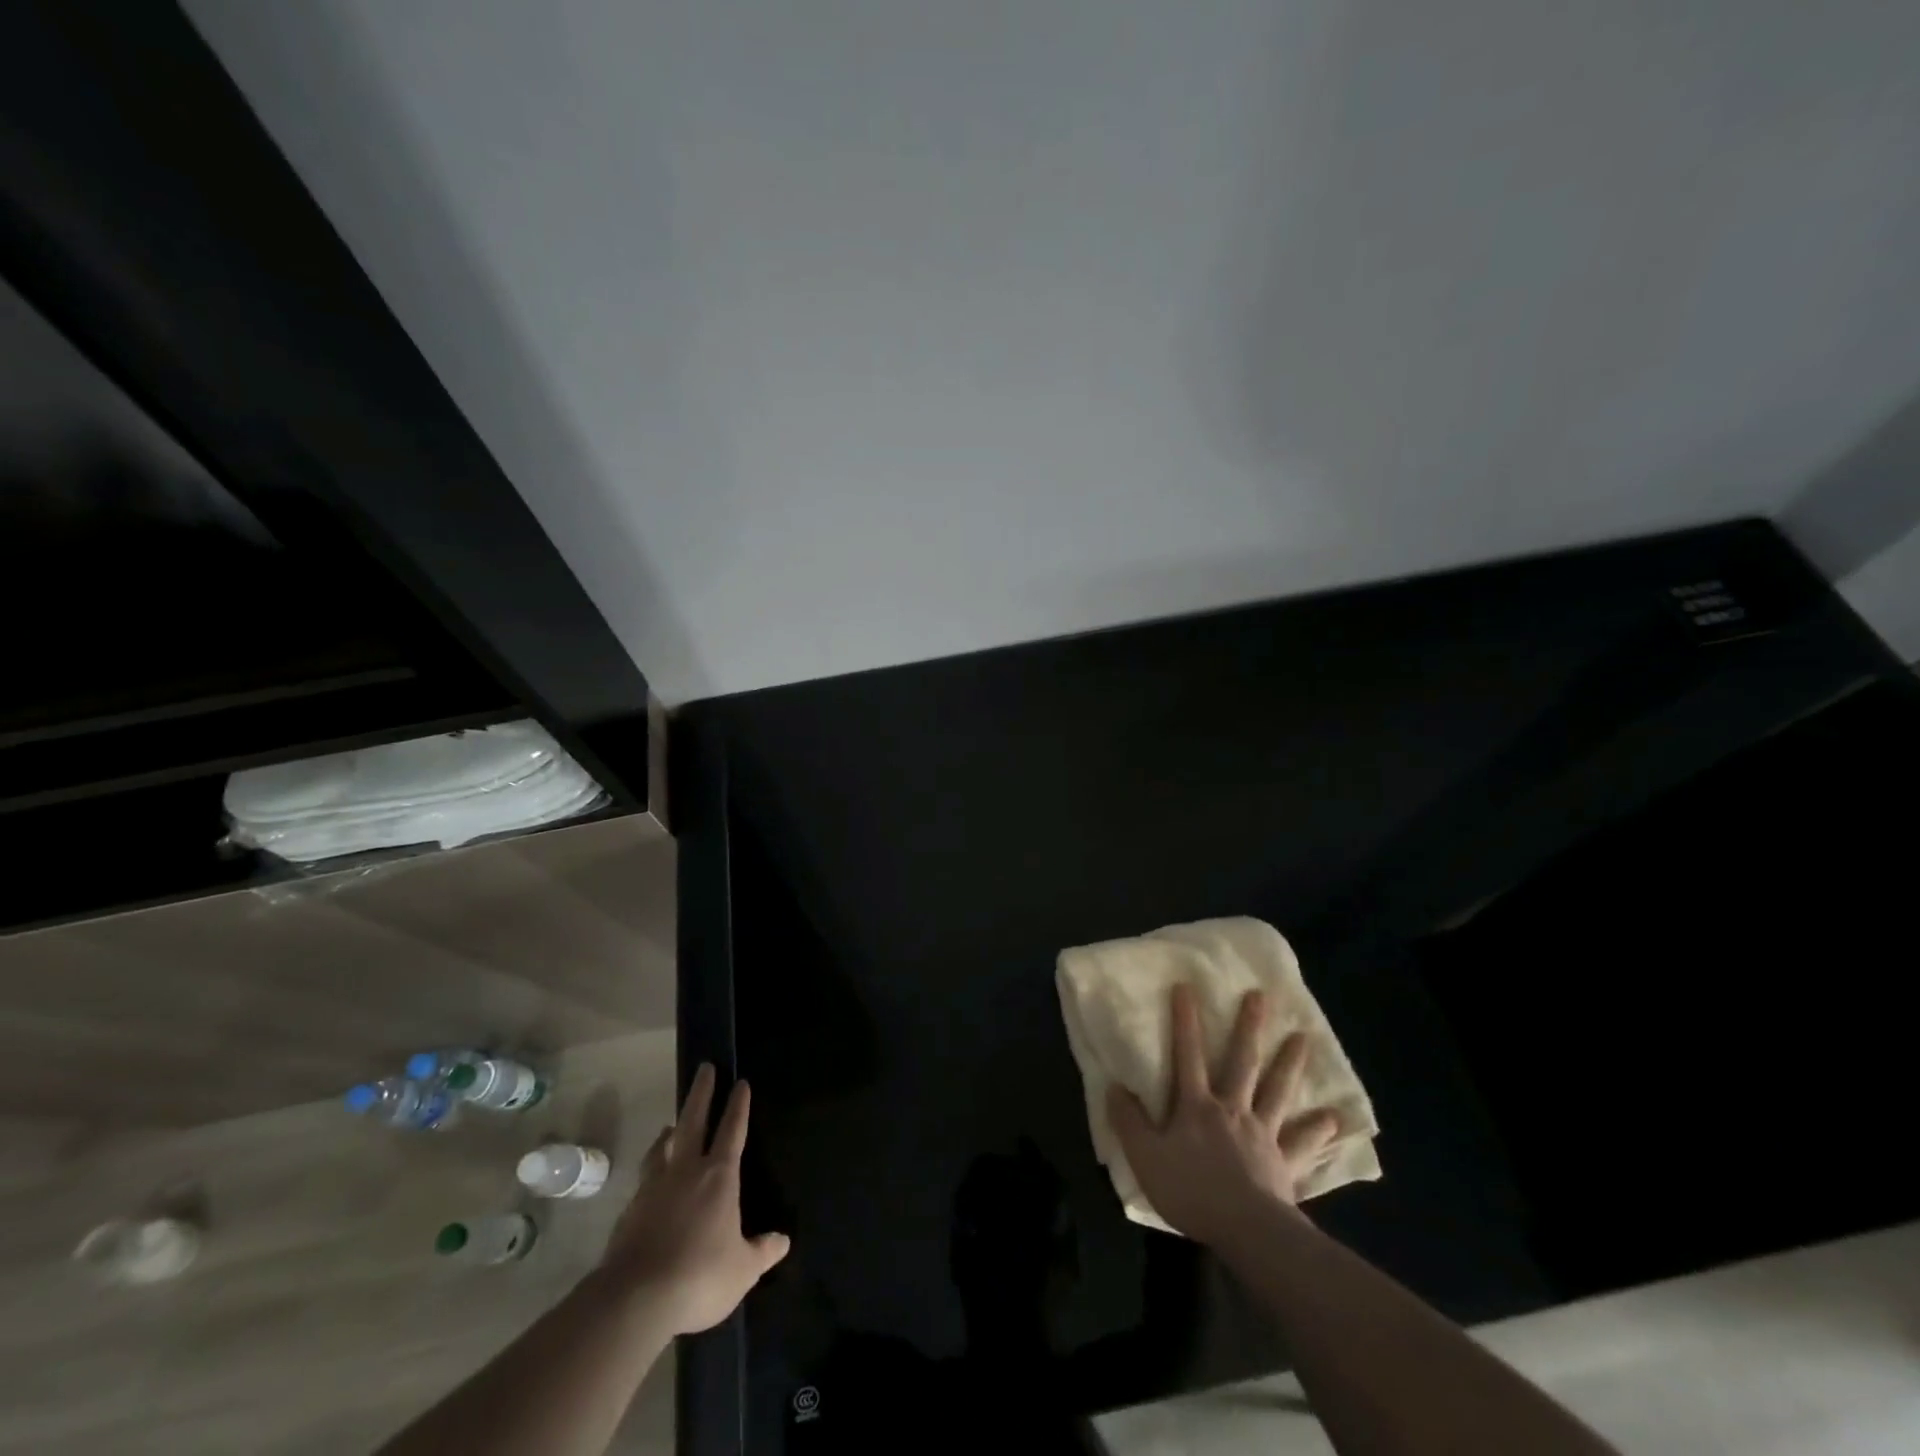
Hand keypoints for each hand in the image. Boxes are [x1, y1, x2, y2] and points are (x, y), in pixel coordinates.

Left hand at [599, 1063, 790, 1333]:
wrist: (635, 1300)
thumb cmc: (700, 1277)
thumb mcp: (742, 1270)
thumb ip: (761, 1252)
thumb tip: (783, 1241)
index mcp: (719, 1176)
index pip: (733, 1129)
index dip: (738, 1105)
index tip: (741, 1082)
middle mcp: (686, 1170)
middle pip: (694, 1120)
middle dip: (702, 1092)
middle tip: (705, 1068)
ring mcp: (654, 1187)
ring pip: (663, 1146)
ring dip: (671, 1130)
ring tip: (672, 1125)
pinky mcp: (630, 1210)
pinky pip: (645, 1177)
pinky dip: (653, 1168)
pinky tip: (652, 1179)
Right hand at [1107, 985, 1340, 1246]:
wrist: (1246, 1231)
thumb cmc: (1191, 1191)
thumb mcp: (1145, 1157)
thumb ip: (1128, 1121)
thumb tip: (1113, 1086)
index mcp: (1197, 1107)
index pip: (1187, 1055)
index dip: (1185, 1021)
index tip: (1187, 986)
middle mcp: (1232, 1110)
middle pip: (1242, 1062)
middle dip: (1249, 1028)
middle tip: (1261, 997)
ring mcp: (1262, 1134)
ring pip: (1277, 1091)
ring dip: (1289, 1064)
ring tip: (1303, 1038)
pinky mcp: (1284, 1163)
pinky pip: (1302, 1144)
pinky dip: (1317, 1130)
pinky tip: (1333, 1119)